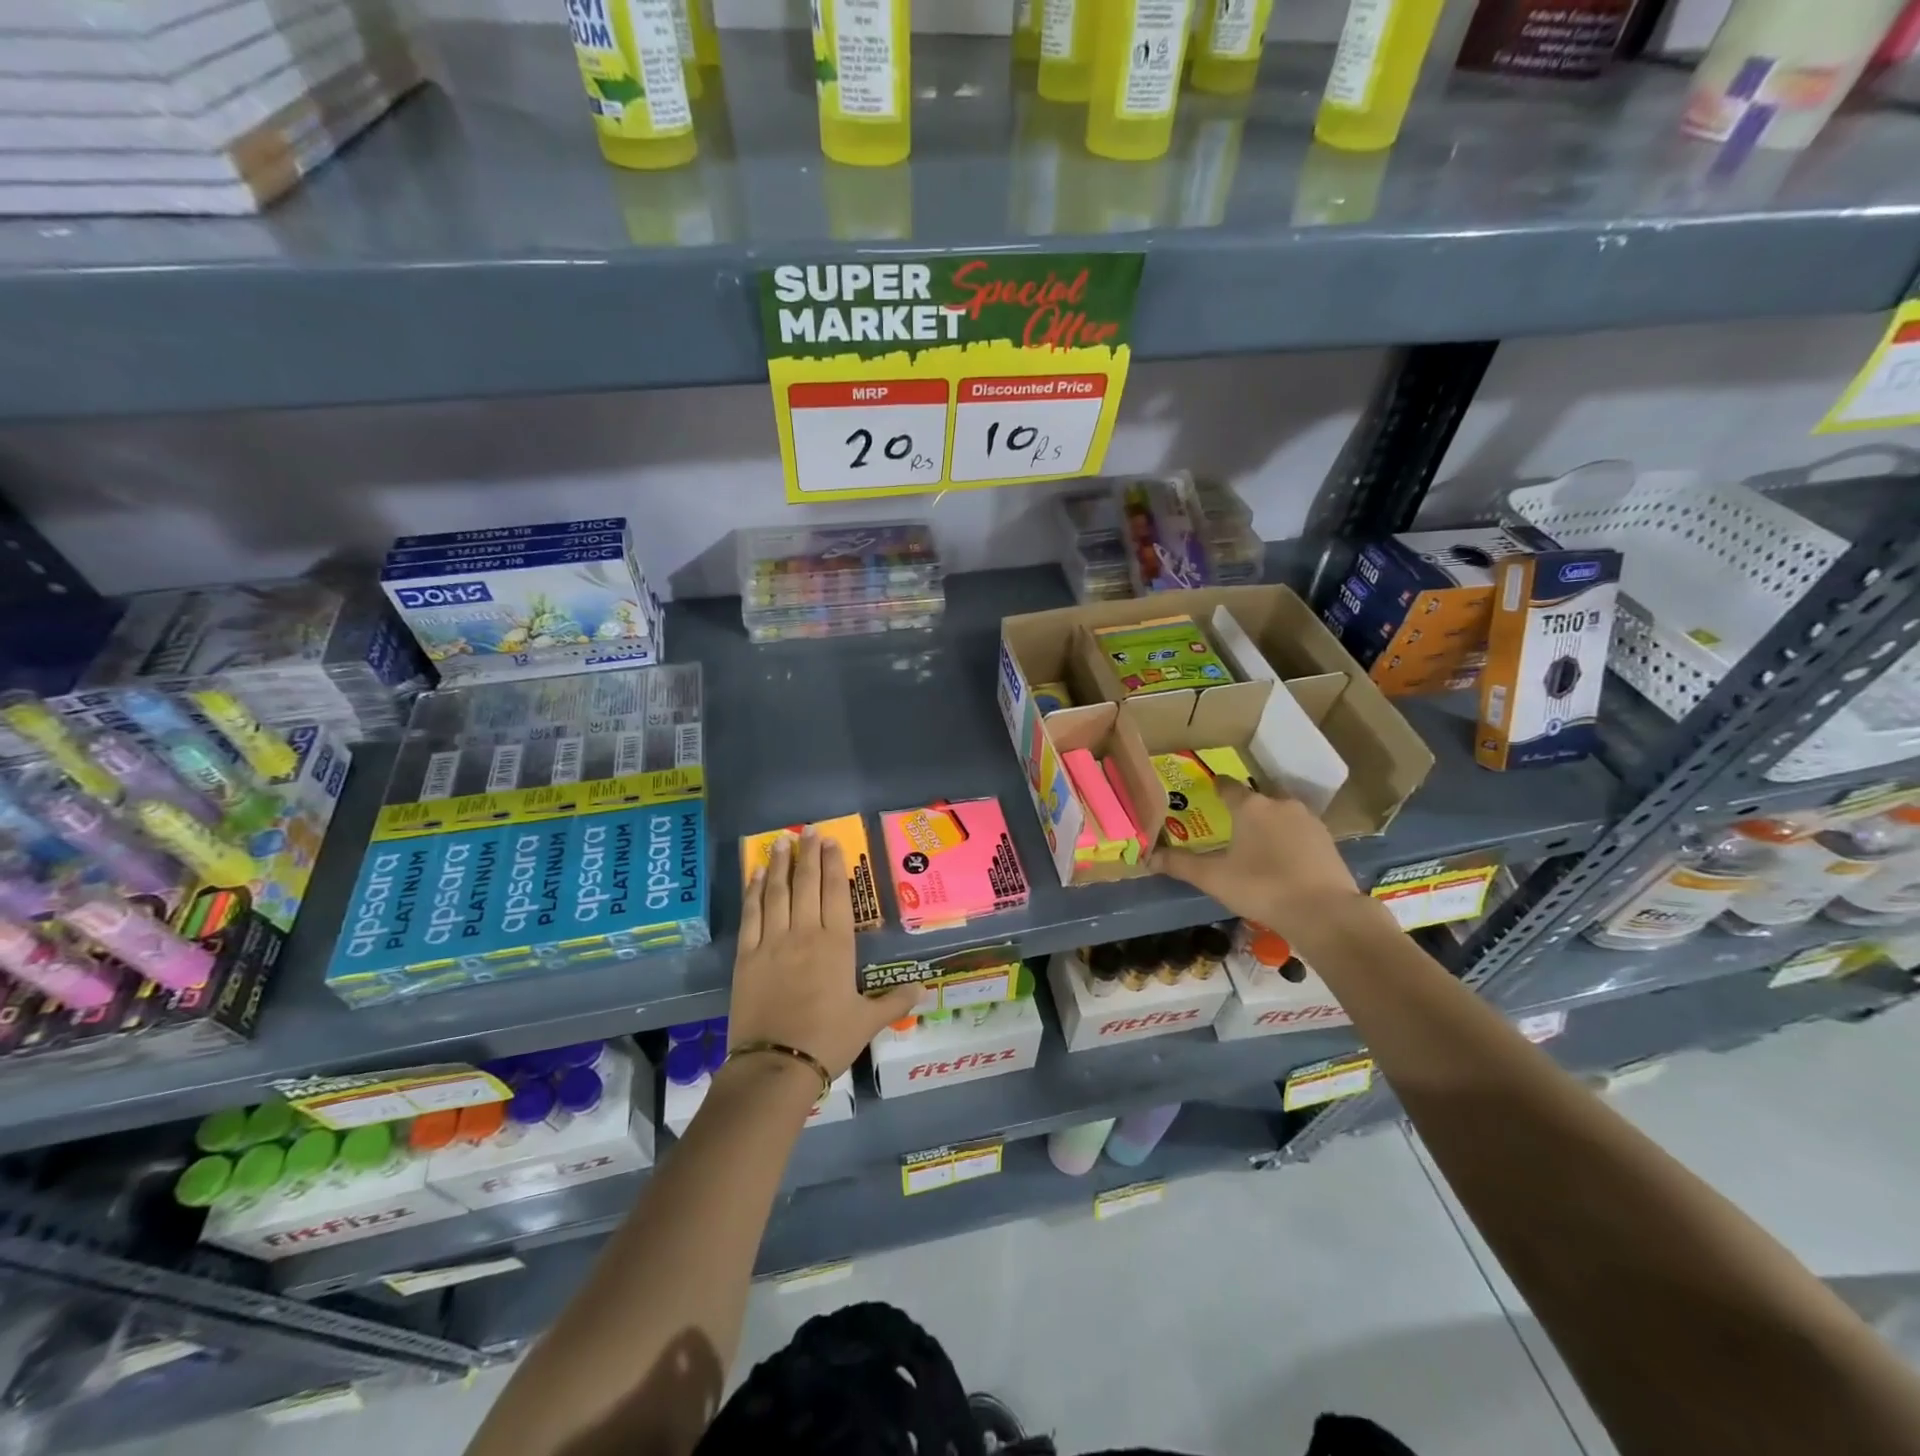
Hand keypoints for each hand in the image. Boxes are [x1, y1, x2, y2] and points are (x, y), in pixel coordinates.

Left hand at [728, 828, 918, 1078]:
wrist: (777, 1064)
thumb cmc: (828, 1040)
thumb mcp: (867, 1022)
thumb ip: (894, 1002)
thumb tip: (924, 989)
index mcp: (837, 945)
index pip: (835, 893)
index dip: (833, 864)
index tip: (831, 841)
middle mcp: (805, 934)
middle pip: (806, 884)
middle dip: (807, 854)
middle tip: (807, 830)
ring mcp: (772, 942)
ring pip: (777, 892)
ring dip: (780, 864)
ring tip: (781, 841)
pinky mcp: (747, 956)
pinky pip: (751, 915)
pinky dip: (754, 891)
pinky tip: (756, 874)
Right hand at [1147, 779, 1363, 941]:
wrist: (1323, 912)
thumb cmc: (1261, 887)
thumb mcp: (1213, 878)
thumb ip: (1180, 865)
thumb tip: (1148, 858)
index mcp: (1249, 806)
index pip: (1227, 786)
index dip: (1216, 788)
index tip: (1209, 792)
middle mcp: (1279, 803)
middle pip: (1256, 800)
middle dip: (1243, 810)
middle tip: (1230, 827)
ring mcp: (1307, 820)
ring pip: (1280, 814)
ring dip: (1268, 824)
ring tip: (1256, 845)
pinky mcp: (1327, 839)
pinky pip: (1299, 831)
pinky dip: (1288, 840)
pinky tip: (1283, 860)